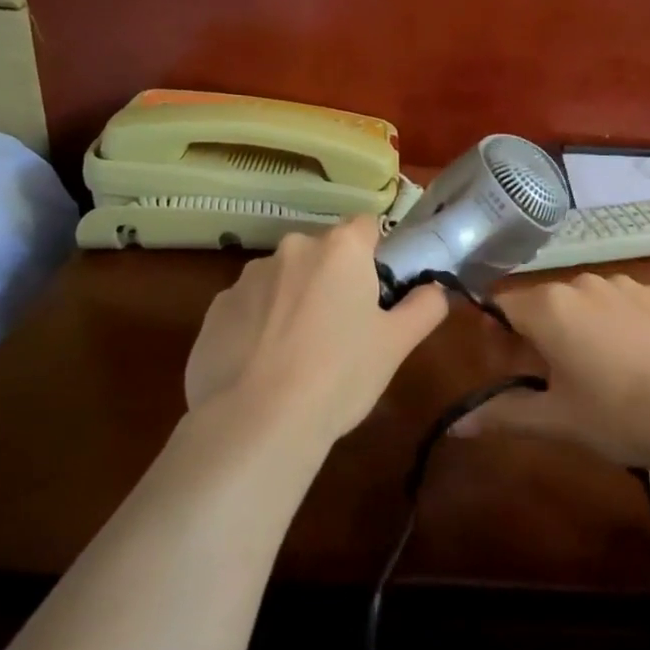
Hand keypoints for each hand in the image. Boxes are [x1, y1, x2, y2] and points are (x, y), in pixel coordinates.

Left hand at [183, 216, 447, 445]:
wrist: (257, 422)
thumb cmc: (339, 375)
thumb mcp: (396, 345)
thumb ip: (424, 307)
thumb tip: (435, 289)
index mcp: (340, 249)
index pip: (366, 227)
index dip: (376, 256)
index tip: (377, 293)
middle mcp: (292, 249)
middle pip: (322, 254)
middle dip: (332, 281)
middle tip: (342, 331)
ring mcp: (247, 277)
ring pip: (283, 280)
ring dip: (293, 301)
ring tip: (297, 356)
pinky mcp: (214, 309)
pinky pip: (248, 308)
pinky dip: (258, 326)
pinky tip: (262, 367)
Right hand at [451, 273, 649, 474]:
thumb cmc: (620, 416)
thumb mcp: (556, 421)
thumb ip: (501, 414)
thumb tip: (456, 426)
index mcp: (550, 307)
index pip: (501, 306)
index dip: (496, 336)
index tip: (507, 367)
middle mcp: (583, 282)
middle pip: (543, 303)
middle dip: (537, 334)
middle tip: (552, 378)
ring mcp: (626, 284)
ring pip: (585, 302)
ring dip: (579, 327)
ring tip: (600, 371)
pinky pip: (622, 303)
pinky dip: (618, 324)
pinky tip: (639, 359)